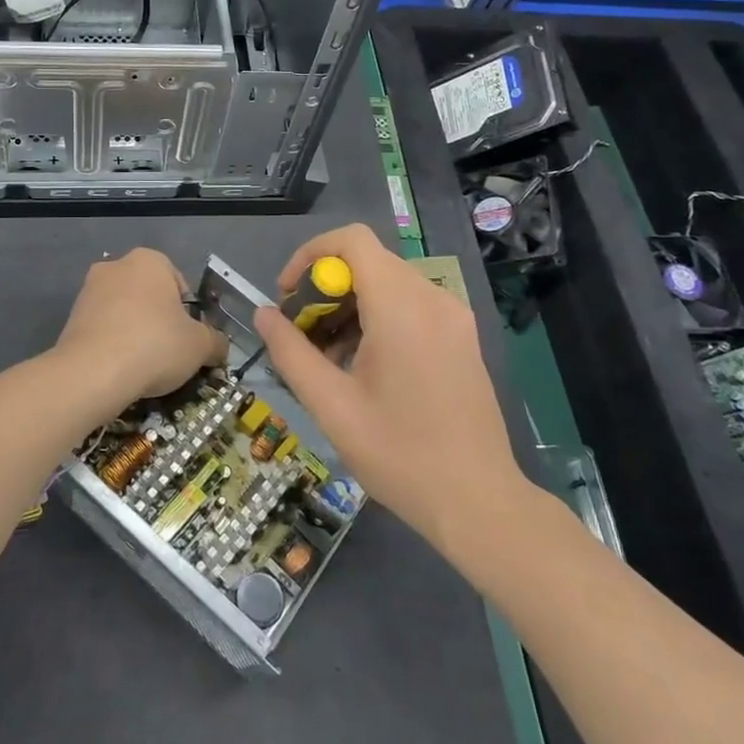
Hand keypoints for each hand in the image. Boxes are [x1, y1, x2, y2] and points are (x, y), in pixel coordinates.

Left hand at [55, 249, 227, 417]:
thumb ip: (216, 341)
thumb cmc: (154, 345)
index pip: (180, 285)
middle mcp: (116, 266)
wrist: (92, 373)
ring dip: (136, 333)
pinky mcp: (71, 318)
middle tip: (169, 355)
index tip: (189, 342)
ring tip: (143, 367)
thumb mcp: (200, 346)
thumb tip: (219, 346)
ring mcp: (89, 291)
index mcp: (149, 260)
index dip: (190, 316)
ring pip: (125, 313)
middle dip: (160, 322)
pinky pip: (104, 329)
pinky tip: (120, 369)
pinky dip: (114, 345)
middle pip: (150, 297)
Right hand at [254, 224, 531, 553]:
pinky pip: (411, 304)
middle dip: (326, 288)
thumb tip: (264, 314)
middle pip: (368, 262)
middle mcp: (433, 298)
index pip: (353, 240)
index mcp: (402, 308)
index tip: (290, 294)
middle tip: (302, 333)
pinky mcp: (462, 336)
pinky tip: (364, 365)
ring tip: (329, 356)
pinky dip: (378, 317)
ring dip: (350, 305)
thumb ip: (291, 353)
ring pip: (389, 283)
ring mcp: (454, 316)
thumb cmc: (399, 455)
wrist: (478, 502)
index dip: (311, 255)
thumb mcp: (332, 406)